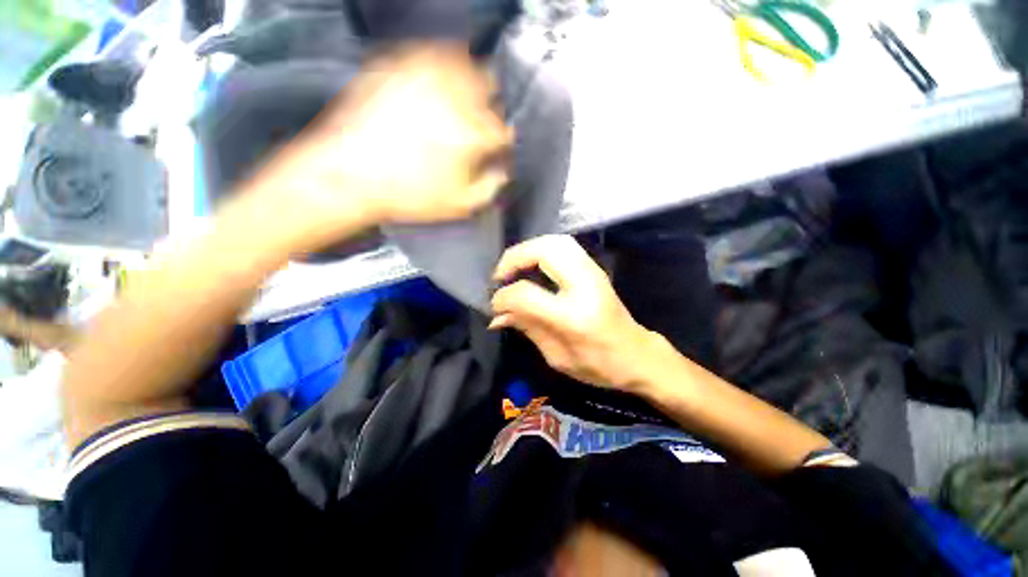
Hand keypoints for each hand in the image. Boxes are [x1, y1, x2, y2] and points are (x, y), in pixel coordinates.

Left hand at [251, 42, 511, 250]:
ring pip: (466, 61)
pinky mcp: (399, 65)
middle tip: (483, 121)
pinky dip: (443, 63)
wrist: (349, 174)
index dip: (506, 141)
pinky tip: (438, 81)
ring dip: (472, 79)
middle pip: (491, 88)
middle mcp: (455, 97)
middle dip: (492, 106)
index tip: (500, 148)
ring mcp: (426, 75)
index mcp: (473, 134)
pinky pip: (432, 52)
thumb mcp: (459, 205)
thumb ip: (490, 187)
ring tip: (464, 97)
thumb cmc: (409, 195)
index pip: (506, 130)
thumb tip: (503, 170)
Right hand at [490, 235, 659, 389]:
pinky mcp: (594, 268)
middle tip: (500, 276)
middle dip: (513, 259)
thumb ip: (526, 328)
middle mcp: (584, 286)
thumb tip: (497, 315)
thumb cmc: (598, 365)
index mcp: (573, 316)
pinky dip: (541, 249)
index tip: (495, 306)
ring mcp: (593, 272)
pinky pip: (563, 245)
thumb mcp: (556, 356)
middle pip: (543, 252)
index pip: (526, 293)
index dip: (503, 297)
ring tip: (513, 269)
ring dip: (527, 250)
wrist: (637, 355)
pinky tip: (531, 265)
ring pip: (554, 241)